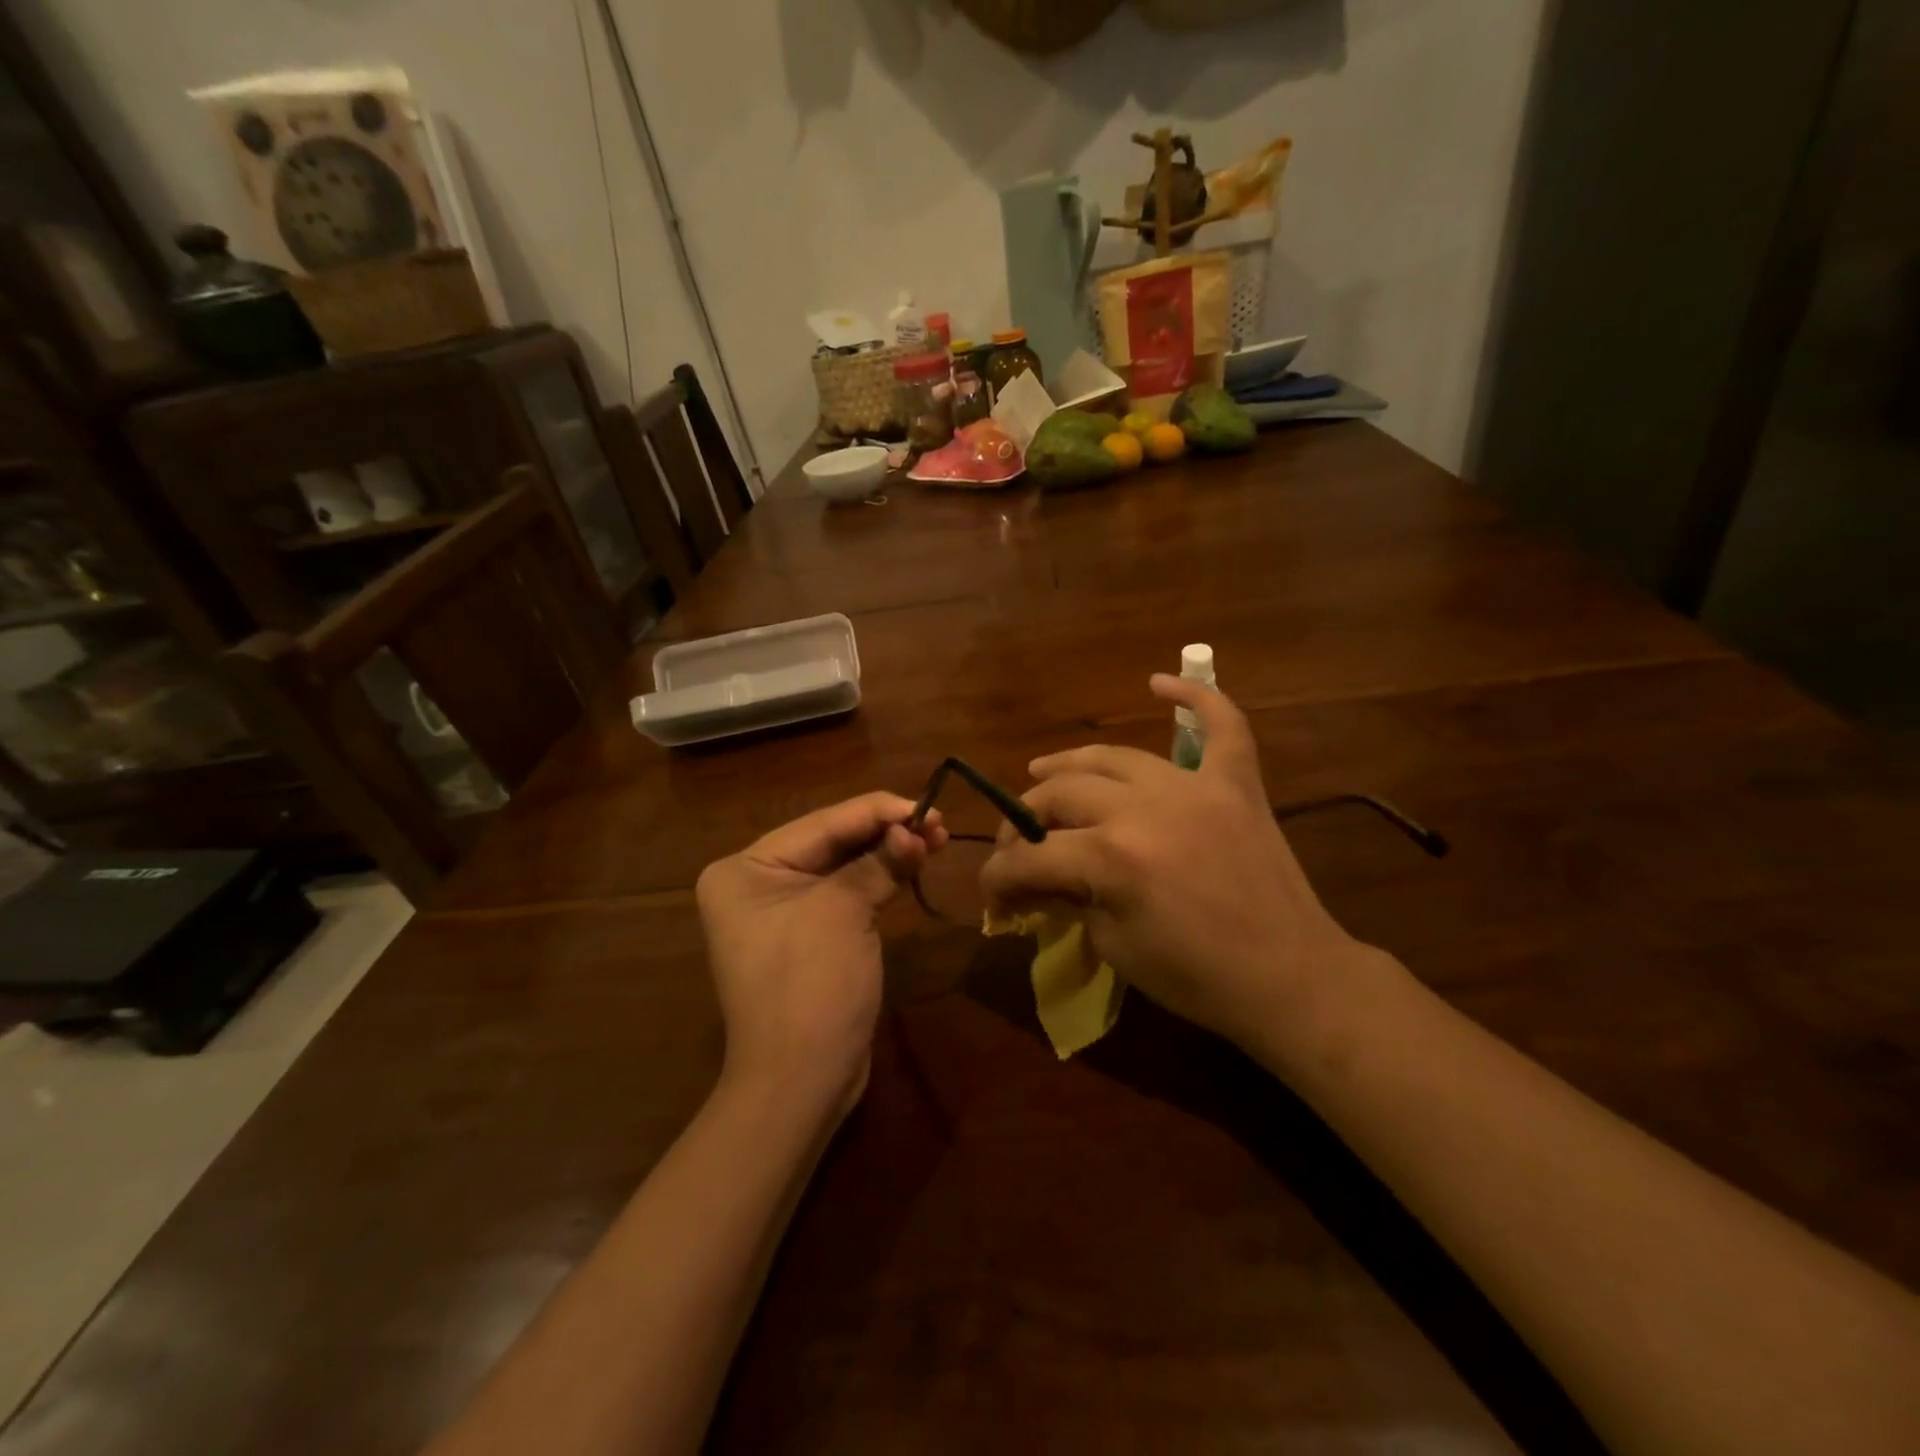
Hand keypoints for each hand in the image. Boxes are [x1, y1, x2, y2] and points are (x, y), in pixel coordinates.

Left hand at [696, 792, 945, 1117]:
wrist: (800, 1083)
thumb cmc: (810, 986)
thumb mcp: (843, 911)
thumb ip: (879, 861)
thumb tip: (915, 829)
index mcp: (745, 868)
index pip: (822, 824)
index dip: (878, 811)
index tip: (928, 804)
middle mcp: (756, 882)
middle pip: (832, 842)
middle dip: (886, 831)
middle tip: (939, 822)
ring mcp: (781, 911)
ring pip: (844, 866)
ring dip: (889, 852)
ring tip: (937, 838)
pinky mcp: (808, 935)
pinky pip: (846, 894)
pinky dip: (879, 879)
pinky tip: (912, 864)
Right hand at [979, 676, 1363, 1054]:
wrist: (1290, 978)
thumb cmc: (1197, 978)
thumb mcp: (1114, 948)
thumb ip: (1068, 901)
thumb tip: (1033, 883)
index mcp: (1111, 858)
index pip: (1031, 857)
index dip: (998, 877)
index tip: (990, 894)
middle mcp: (1144, 808)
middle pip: (1061, 796)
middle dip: (1025, 822)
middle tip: (1018, 844)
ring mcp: (1194, 788)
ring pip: (1114, 758)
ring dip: (1070, 764)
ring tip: (1042, 772)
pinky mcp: (1236, 784)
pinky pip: (1221, 726)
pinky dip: (1196, 698)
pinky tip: (1159, 682)